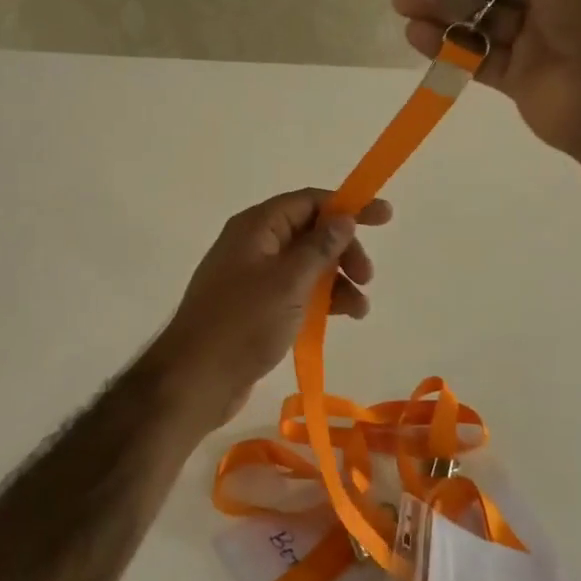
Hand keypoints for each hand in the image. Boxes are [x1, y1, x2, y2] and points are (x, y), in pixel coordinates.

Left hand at [145, 189, 392, 433]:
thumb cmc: (243, 323)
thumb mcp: (289, 281)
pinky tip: (343, 318)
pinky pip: (296, 290)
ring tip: (360, 309)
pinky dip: (321, 299)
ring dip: (337, 279)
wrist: (196, 379)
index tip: (385, 217)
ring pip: (306, 264)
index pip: (309, 201)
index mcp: (257, 226)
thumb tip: (343, 217)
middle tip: (367, 276)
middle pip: (310, 232)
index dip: (348, 206)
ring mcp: (253, 275)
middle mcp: (254, 243)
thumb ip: (320, 247)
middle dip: (343, 250)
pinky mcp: (256, 306)